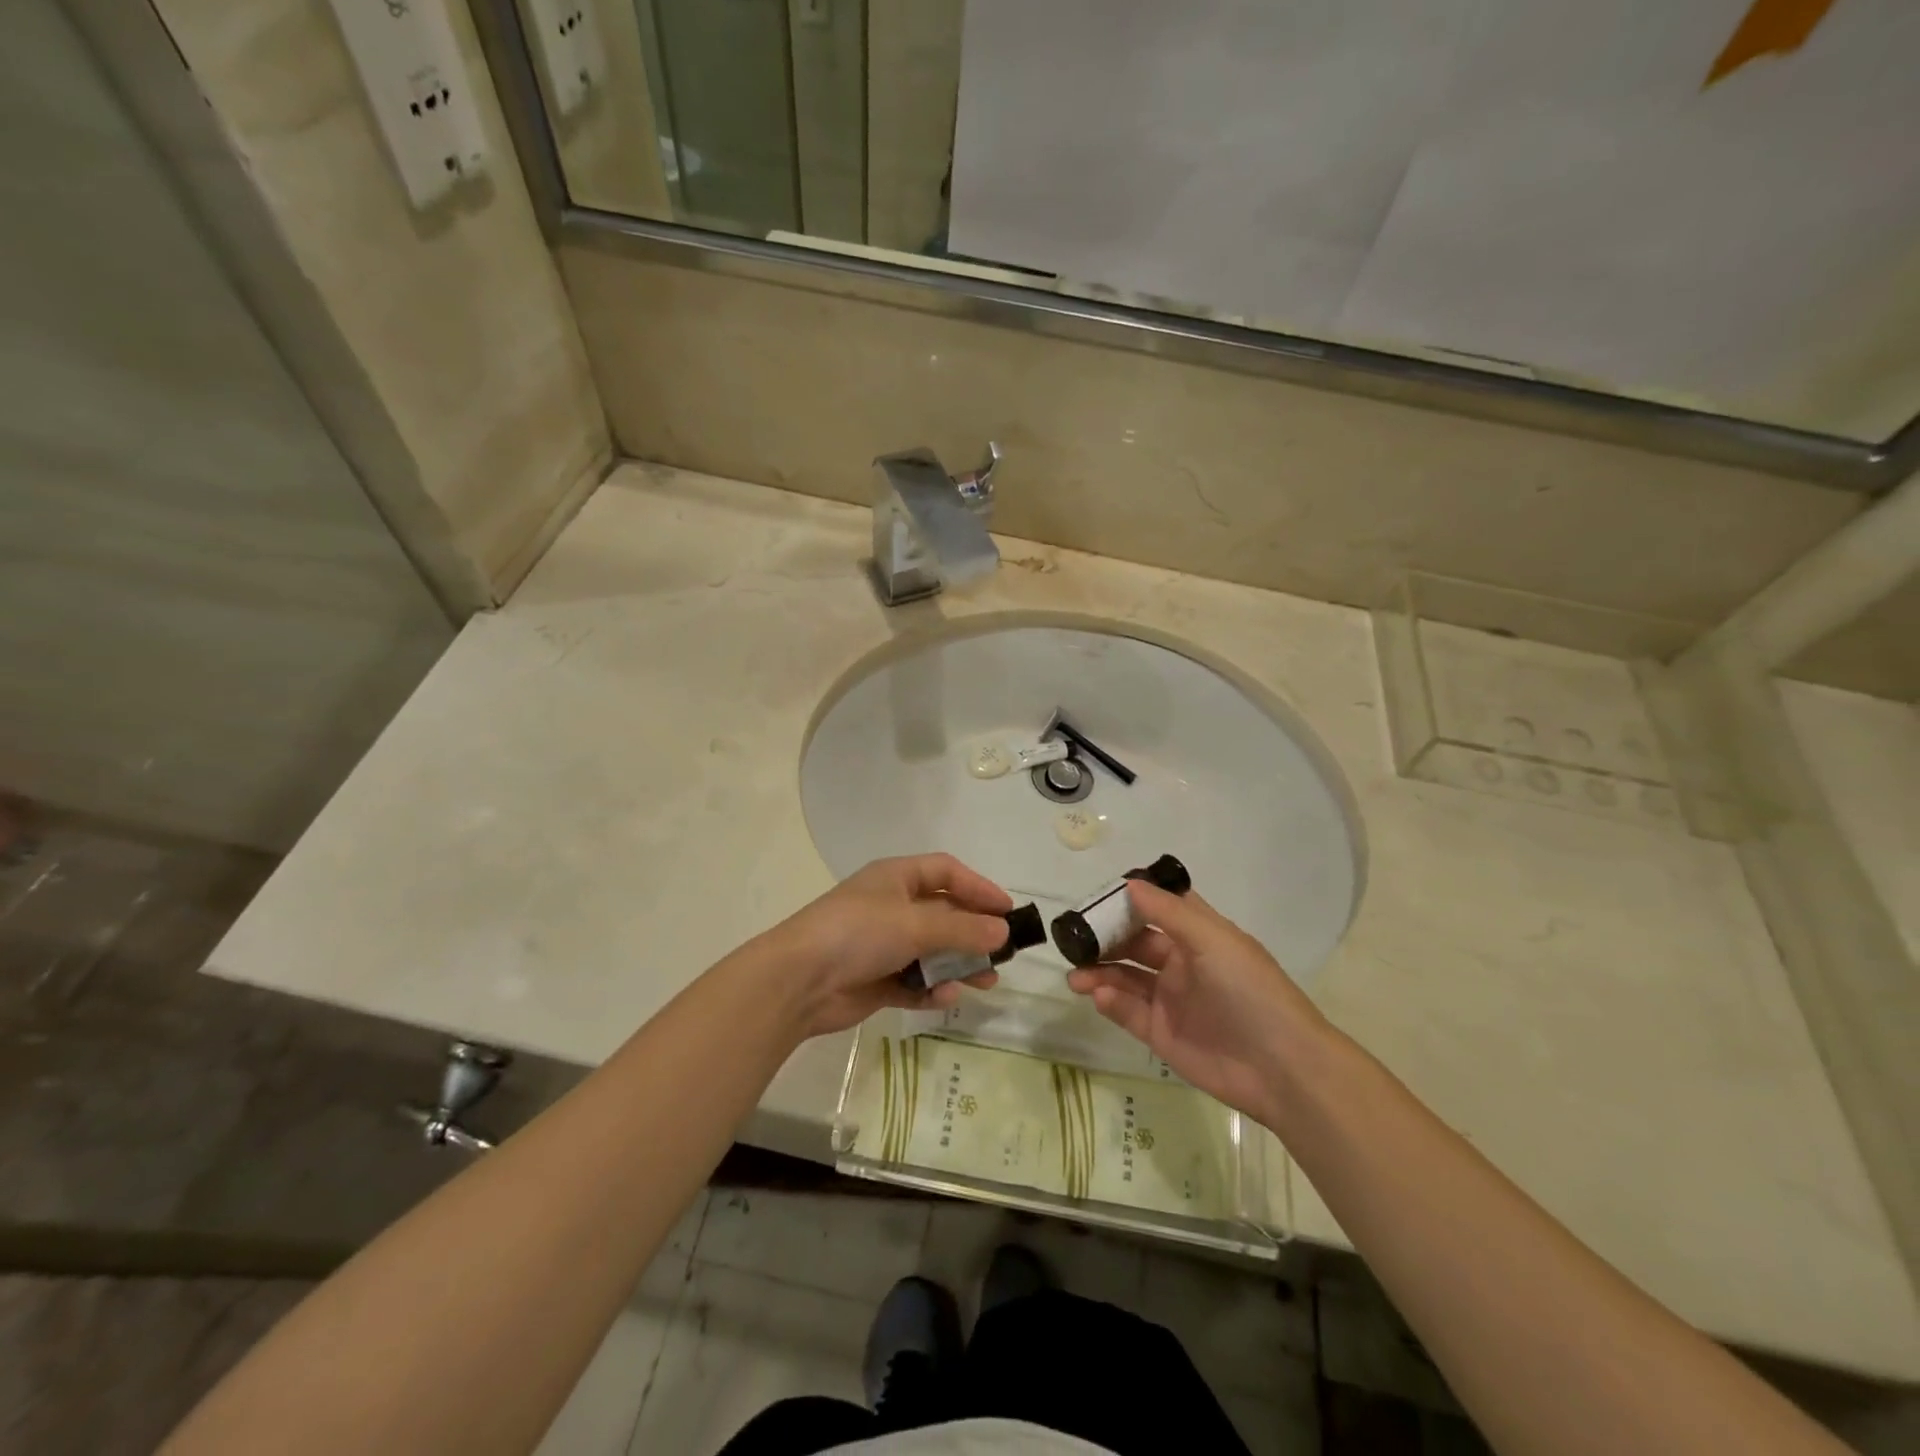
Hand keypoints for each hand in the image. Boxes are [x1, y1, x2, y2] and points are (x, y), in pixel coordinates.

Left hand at [754, 854, 1012, 1037]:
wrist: (799, 981)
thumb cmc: (858, 933)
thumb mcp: (915, 924)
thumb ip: (962, 928)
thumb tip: (1002, 931)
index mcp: (896, 878)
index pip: (946, 872)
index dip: (978, 887)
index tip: (1007, 910)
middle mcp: (892, 907)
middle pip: (944, 914)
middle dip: (974, 933)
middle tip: (1003, 952)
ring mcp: (883, 945)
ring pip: (933, 952)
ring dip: (959, 965)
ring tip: (987, 982)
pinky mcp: (877, 980)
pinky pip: (915, 982)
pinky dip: (931, 989)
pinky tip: (945, 997)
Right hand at [1066, 880, 1327, 1124]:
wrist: (1281, 1068)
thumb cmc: (1250, 991)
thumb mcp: (1213, 940)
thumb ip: (1167, 912)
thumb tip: (1129, 883)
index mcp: (1198, 936)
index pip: (1158, 909)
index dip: (1128, 901)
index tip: (1095, 898)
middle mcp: (1181, 963)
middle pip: (1134, 943)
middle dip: (1103, 939)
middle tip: (1072, 940)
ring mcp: (1170, 999)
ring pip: (1125, 978)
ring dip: (1099, 972)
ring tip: (1075, 975)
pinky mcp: (1161, 1034)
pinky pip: (1128, 1011)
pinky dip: (1110, 1002)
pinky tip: (1099, 996)